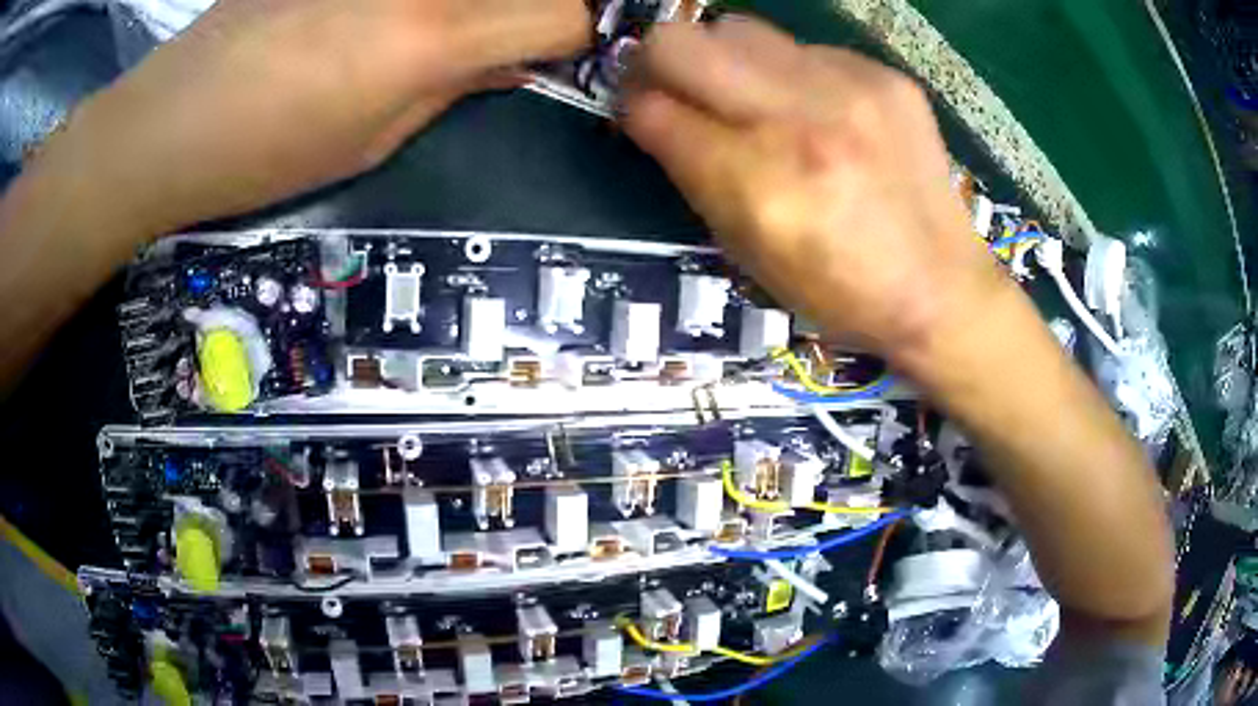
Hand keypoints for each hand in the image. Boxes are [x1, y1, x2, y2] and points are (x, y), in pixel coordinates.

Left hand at [41, 0, 588, 233]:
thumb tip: (511, 64)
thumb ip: (453, 89)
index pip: (563, 14)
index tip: (579, 46)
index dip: (586, 31)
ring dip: (489, 4)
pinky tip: (395, 18)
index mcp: (431, 39)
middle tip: (536, 28)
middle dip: (548, 6)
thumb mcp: (369, 143)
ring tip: (459, 28)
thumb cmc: (262, 155)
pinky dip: (430, 1)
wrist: (169, 122)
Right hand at [620, 17, 1003, 359]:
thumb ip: (695, 177)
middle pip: (680, 43)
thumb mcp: (749, 255)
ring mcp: (848, 89)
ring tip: (748, 95)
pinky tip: (817, 109)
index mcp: (758, 187)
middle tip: (674, 85)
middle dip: (658, 61)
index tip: (641, 112)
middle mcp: (798, 122)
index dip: (633, 107)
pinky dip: (790, 73)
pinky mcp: (883, 76)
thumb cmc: (840, 292)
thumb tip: (659, 115)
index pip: (653, 110)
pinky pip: (803, 48)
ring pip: (738, 28)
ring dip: (724, 59)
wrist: (941, 287)